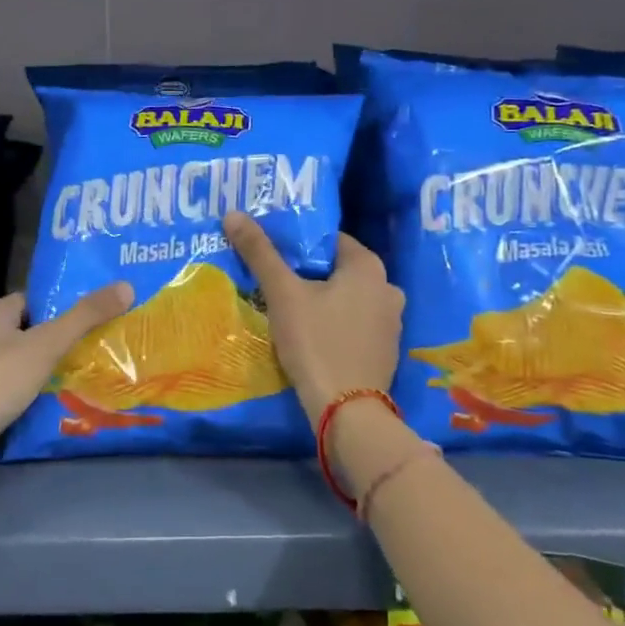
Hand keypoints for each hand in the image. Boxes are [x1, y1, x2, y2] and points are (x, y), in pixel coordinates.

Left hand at [0, 283, 132, 486]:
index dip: (65, 303)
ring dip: (54, 367)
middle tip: (105, 340)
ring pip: (28, 362)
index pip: (36, 299)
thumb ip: (85, 316)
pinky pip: (20, 389)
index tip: (98, 309)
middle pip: (34, 330)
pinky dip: (41, 392)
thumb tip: (126, 286)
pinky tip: (67, 399)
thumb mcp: (47, 343)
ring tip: (95, 368)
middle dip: (65, 337)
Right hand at [224, 212, 403, 425]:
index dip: (299, 244)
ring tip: (288, 309)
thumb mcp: (282, 294)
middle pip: (338, 270)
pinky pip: (355, 324)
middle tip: (275, 282)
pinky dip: (336, 325)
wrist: (347, 412)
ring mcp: (391, 322)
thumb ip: (260, 252)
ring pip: (348, 298)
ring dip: (323, 300)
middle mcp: (388, 288)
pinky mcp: (385, 351)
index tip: (273, 254)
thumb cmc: (316, 342)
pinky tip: (311, 337)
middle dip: (309, 274)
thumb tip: (233, 213)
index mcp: (369, 266)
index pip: (330, 240)